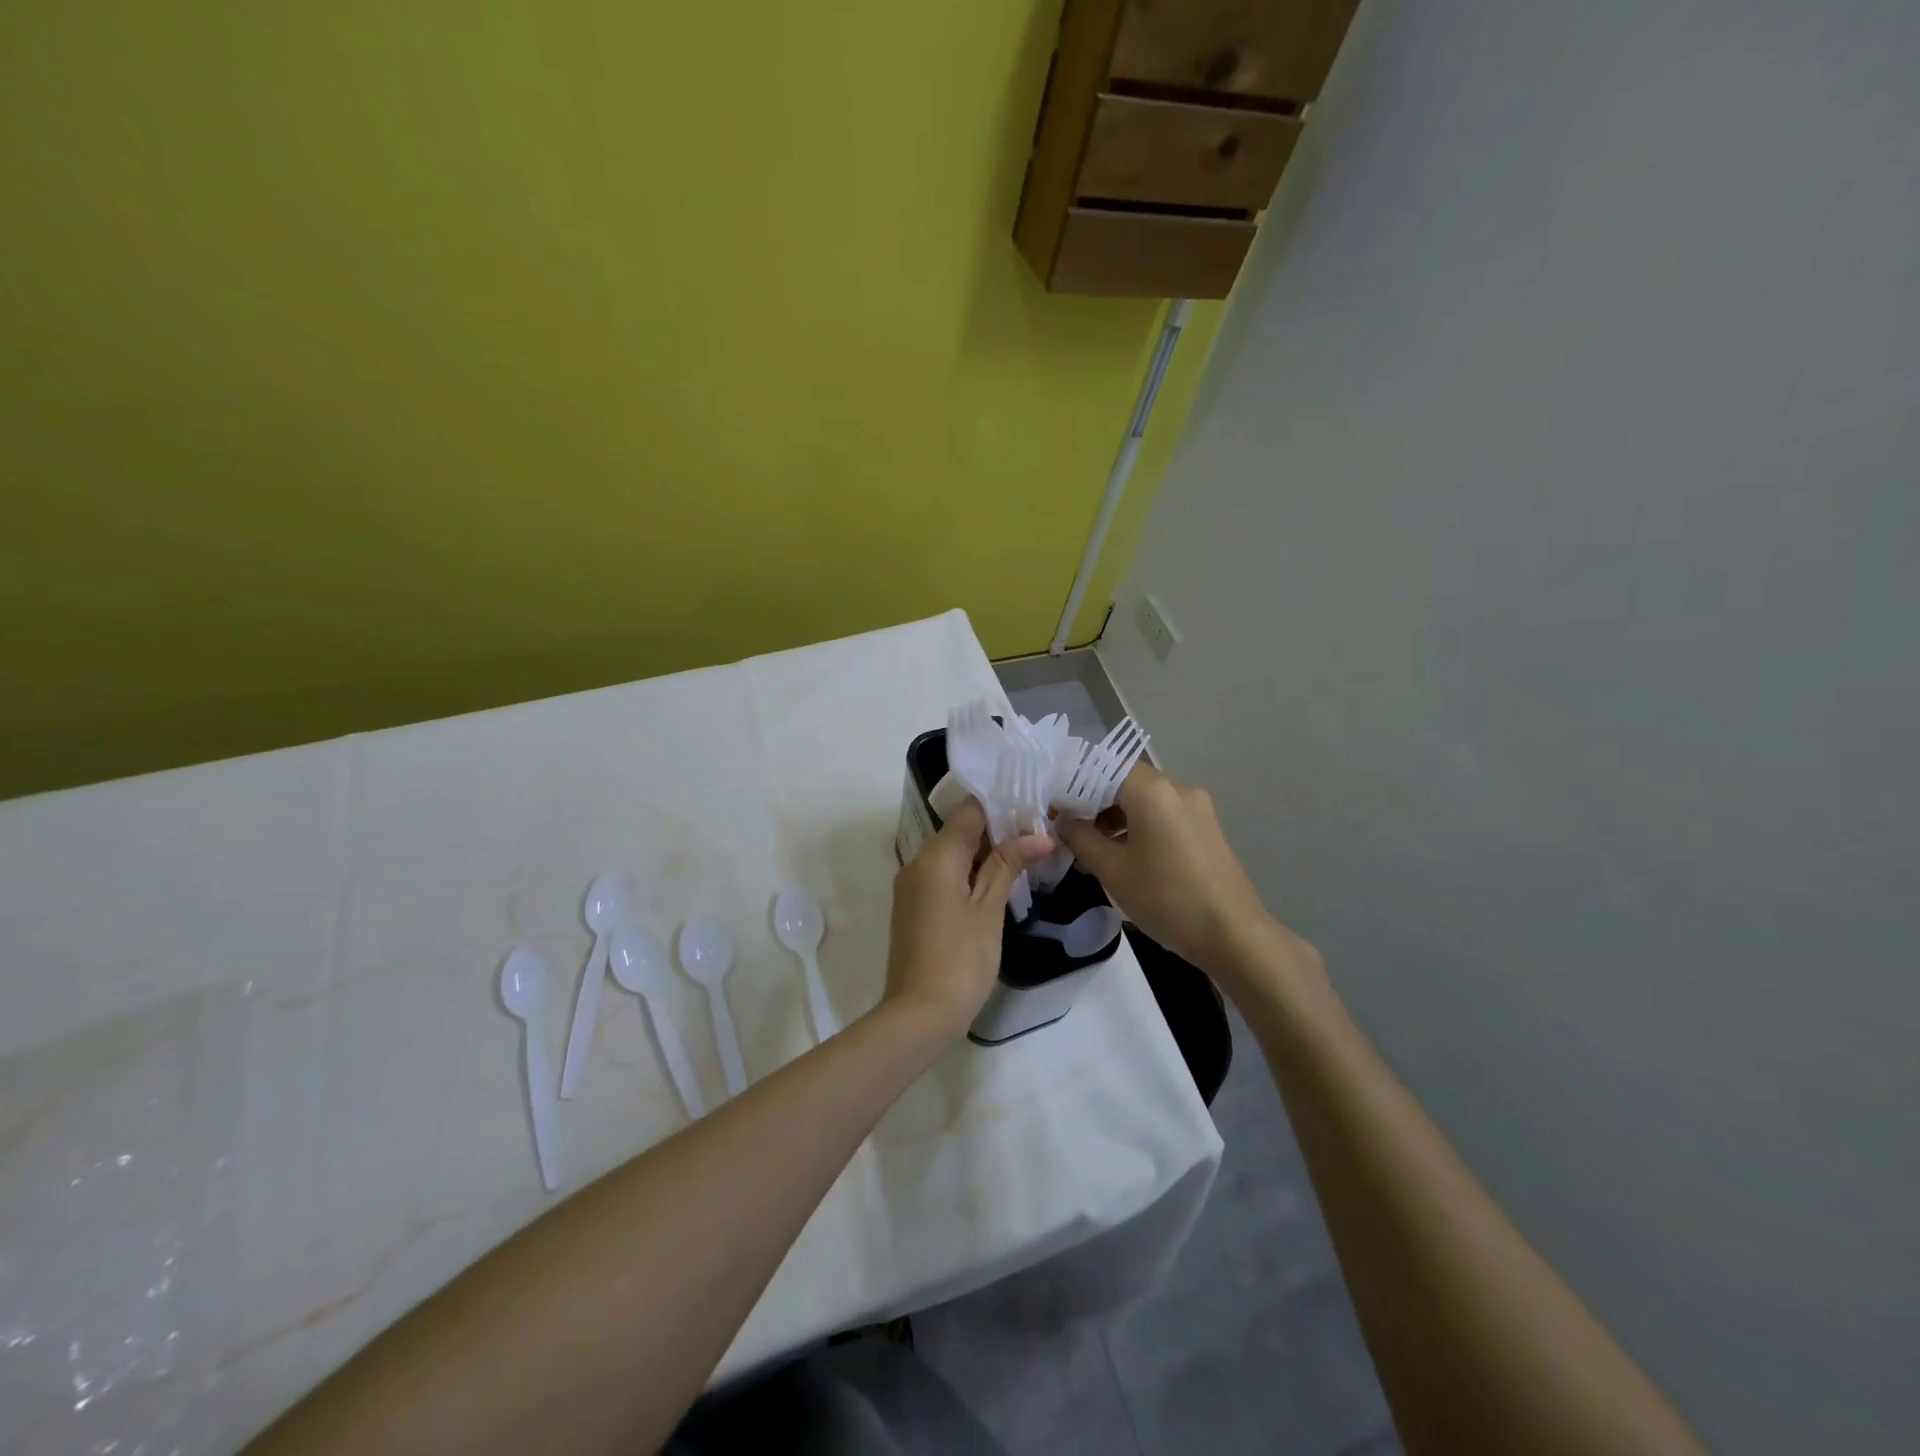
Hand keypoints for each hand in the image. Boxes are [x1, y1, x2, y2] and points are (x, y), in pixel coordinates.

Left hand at [884, 799, 1054, 1037]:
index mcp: (935, 856)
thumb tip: (1039, 835)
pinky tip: (998, 883)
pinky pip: (944, 875)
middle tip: (1040, 834)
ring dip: (985, 853)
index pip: (969, 811)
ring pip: (952, 853)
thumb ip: (1009, 864)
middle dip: (998, 830)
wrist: (919, 1015)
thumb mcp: (989, 908)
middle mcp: (917, 862)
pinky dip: (969, 873)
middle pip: (960, 831)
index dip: (1002, 806)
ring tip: (1027, 856)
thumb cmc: (961, 959)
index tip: (1035, 811)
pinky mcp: (914, 907)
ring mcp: (912, 886)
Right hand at [1057, 764, 1316, 985]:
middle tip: (1069, 831)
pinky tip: (1124, 858)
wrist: (1233, 935)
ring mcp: (1197, 808)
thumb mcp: (1113, 870)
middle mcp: (1178, 788)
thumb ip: (1081, 839)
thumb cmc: (1166, 898)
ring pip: (1145, 801)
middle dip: (1094, 804)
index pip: (1103, 767)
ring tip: (1093, 851)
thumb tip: (1064, 823)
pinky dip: (1139, 827)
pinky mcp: (1207, 829)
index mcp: (1153, 791)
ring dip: (1116, 818)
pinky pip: (1164, 816)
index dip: (1075, 785)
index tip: (1055, 808)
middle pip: (1124, 782)